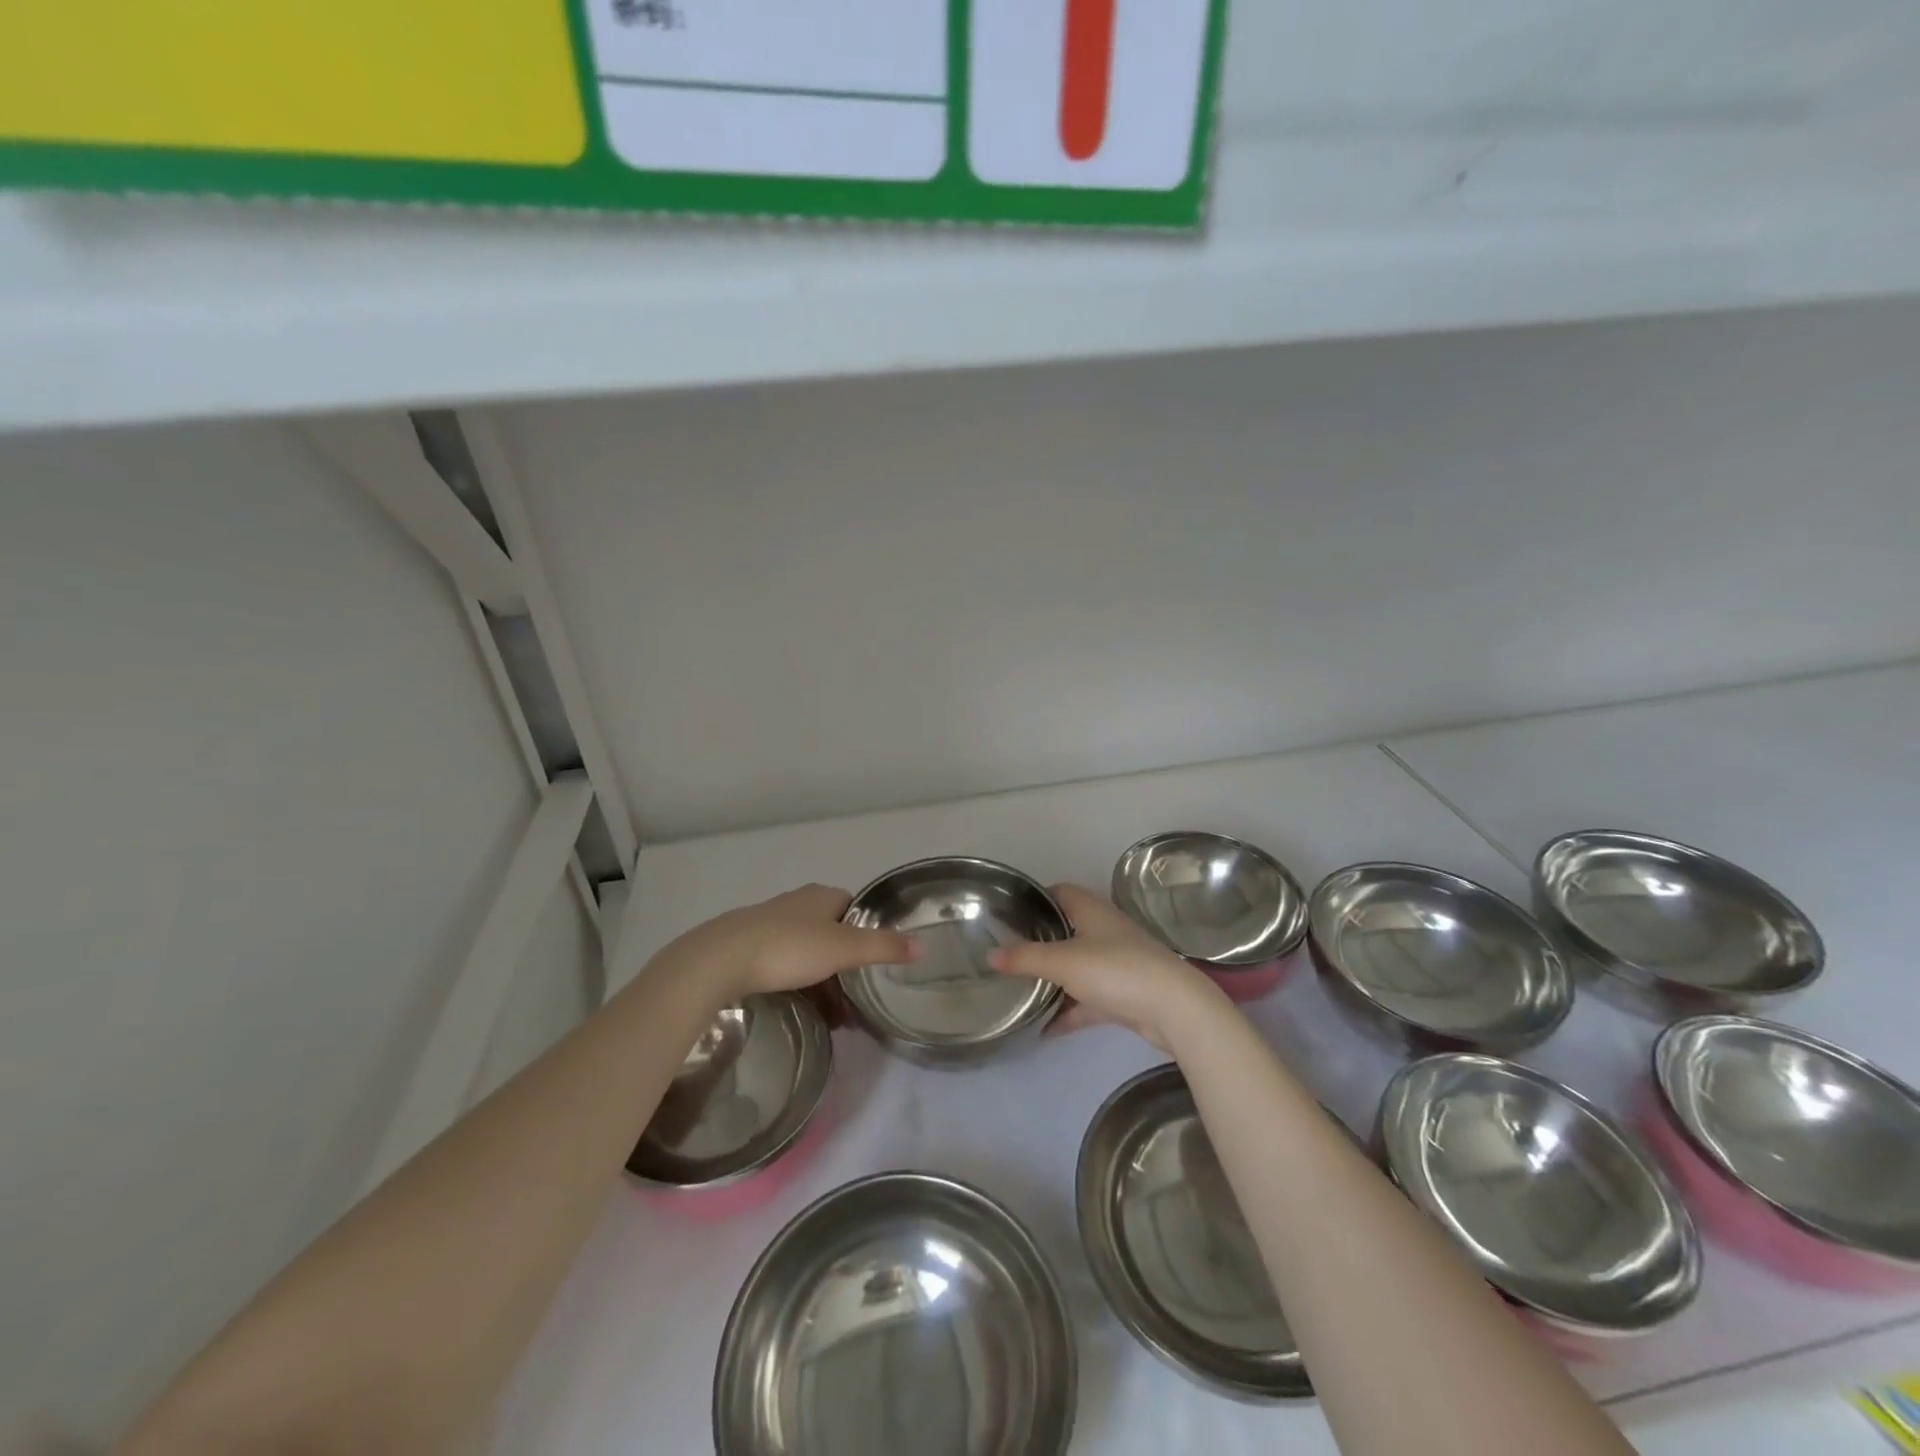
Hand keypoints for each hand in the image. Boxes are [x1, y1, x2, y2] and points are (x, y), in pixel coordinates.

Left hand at [655, 884, 916, 1003]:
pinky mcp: (745, 944)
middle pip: (831, 932)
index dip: (867, 933)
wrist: (720, 959)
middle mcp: (796, 902)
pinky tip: (796, 1006)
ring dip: (820, 979)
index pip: (854, 908)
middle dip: (844, 965)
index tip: (874, 964)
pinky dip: (794, 982)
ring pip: (805, 950)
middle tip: (855, 1000)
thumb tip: (923, 944)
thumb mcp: (843, 949)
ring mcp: (768, 922)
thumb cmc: (788, 948)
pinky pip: (781, 962)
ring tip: (830, 1016)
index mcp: (822, 896)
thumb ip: (883, 947)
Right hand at [987, 884, 1224, 1052]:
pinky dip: (1071, 1011)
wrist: (1173, 1008)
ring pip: (1078, 966)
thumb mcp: (1062, 962)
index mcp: (1091, 910)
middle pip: (1068, 929)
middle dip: (1041, 941)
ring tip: (1023, 991)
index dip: (1037, 898)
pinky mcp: (1125, 993)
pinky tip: (1046, 1030)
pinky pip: (1090, 999)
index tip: (1011, 913)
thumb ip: (1024, 958)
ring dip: (1056, 979)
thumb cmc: (1114, 970)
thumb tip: (989, 955)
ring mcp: (1118, 962)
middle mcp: (1105, 930)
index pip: (1060, 892)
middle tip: (1010, 954)